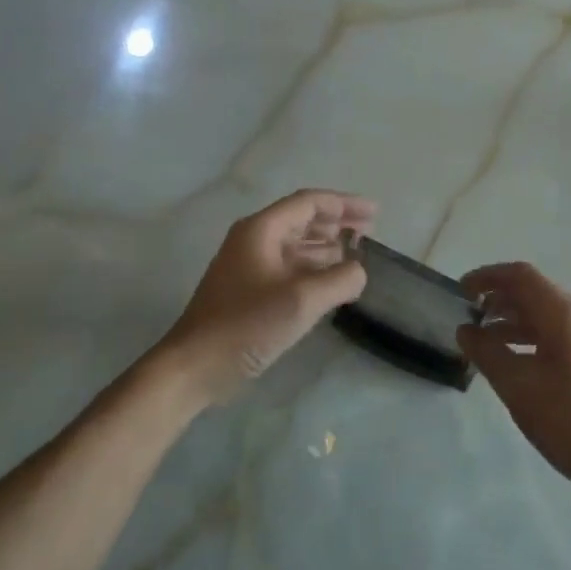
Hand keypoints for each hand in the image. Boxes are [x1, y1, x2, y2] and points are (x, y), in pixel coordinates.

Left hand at [156, 190, 374, 404]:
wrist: (195, 366)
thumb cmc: (247, 325)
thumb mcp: (302, 300)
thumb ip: (340, 280)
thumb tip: (359, 271)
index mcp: (261, 230)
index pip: (309, 203)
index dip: (344, 204)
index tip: (375, 213)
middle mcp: (254, 240)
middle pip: (302, 220)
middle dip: (337, 223)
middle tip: (370, 231)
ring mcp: (249, 266)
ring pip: (296, 245)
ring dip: (327, 246)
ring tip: (357, 254)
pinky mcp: (249, 291)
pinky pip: (289, 268)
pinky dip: (314, 269)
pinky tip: (332, 282)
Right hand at [457, 262, 570, 502]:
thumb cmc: (569, 418)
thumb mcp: (517, 385)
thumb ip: (487, 352)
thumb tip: (466, 330)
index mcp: (563, 314)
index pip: (521, 276)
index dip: (487, 277)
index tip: (460, 292)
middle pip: (533, 293)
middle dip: (498, 300)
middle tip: (467, 318)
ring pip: (544, 318)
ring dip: (511, 322)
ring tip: (482, 343)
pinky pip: (555, 338)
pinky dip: (528, 341)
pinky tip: (512, 364)